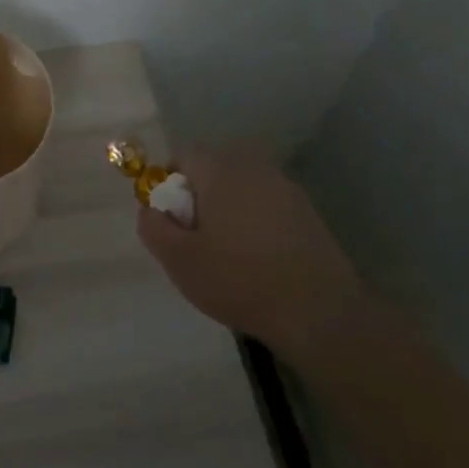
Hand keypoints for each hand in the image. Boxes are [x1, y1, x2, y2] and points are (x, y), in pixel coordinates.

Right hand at [137, 151, 364, 365]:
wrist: (318, 312)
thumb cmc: (239, 279)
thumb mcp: (179, 261)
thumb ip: (153, 227)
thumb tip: (149, 209)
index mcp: (220, 169)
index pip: (183, 156)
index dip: (169, 184)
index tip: (173, 221)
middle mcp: (253, 167)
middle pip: (214, 170)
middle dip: (200, 197)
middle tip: (197, 240)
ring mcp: (285, 187)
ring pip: (242, 188)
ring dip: (230, 211)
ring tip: (229, 254)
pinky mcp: (308, 212)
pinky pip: (268, 206)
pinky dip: (257, 223)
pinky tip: (260, 261)